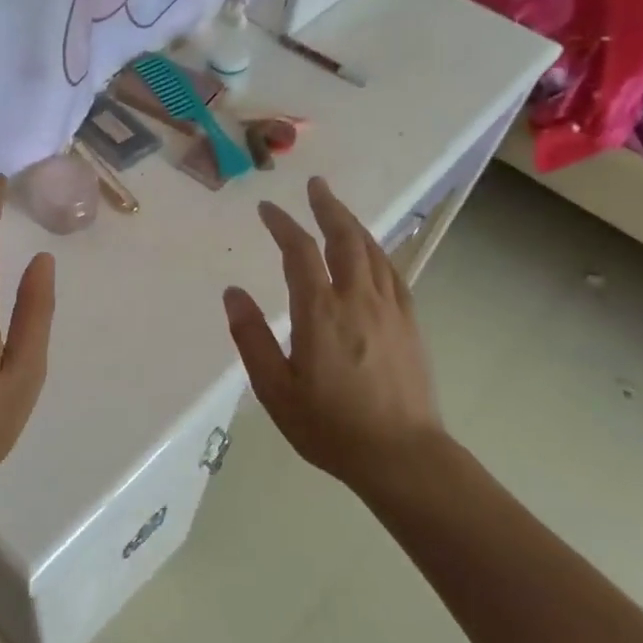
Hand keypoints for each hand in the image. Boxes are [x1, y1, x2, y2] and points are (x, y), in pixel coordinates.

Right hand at [223, 177, 447, 494]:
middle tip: (316, 186)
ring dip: (353, 224)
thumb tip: (233, 293)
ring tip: (338, 209)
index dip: (283, 225)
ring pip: (372, 251)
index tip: (267, 209)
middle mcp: (358, 300)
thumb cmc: (330, 427)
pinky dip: (377, 252)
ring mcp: (390, 309)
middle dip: (327, 208)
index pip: (300, 252)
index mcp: (320, 312)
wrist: (402, 456)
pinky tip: (372, 253)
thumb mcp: (275, 389)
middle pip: (344, 238)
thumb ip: (251, 337)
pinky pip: (393, 272)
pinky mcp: (410, 324)